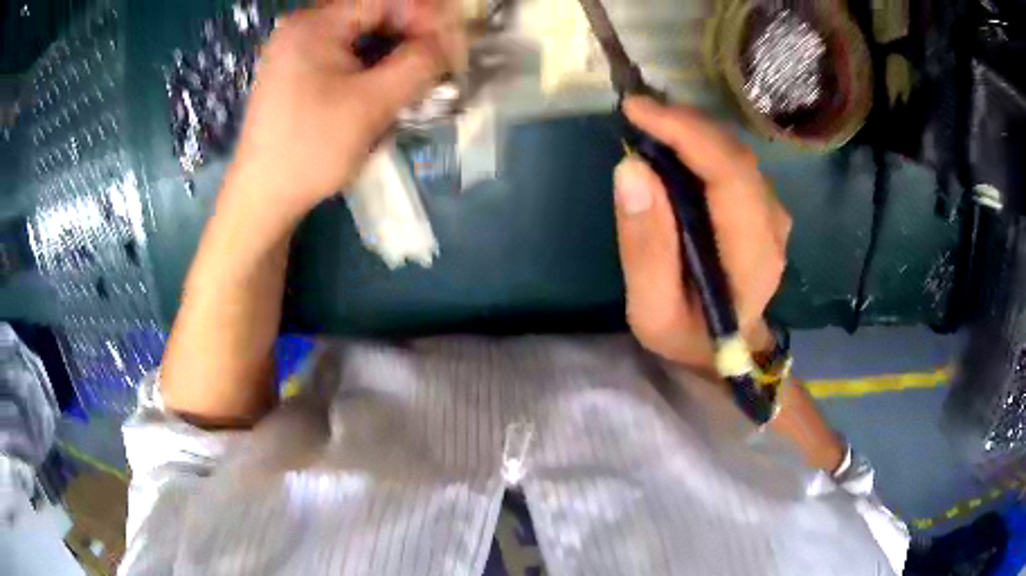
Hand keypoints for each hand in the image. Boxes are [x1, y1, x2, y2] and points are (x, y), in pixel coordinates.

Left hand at [225, 0, 465, 219]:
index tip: (454, 45)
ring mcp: (297, 49)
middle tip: (441, 61)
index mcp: (315, 24)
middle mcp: (303, 26)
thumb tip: (450, 43)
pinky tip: (388, 85)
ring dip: (395, 51)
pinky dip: (372, 65)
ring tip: (420, 76)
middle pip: (373, 14)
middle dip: (412, 34)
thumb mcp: (372, 104)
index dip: (427, 17)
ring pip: (361, 35)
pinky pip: (345, 54)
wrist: (262, 198)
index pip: (386, 0)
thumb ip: (419, 64)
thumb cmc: (311, 149)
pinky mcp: (297, 71)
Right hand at [614, 96, 790, 369]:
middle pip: (734, 155)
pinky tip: (672, 143)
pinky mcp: (763, 205)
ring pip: (734, 152)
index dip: (686, 133)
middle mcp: (773, 226)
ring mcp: (773, 213)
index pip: (730, 176)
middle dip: (684, 123)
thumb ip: (644, 246)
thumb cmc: (689, 335)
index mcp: (753, 258)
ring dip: (691, 129)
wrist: (727, 350)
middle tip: (635, 112)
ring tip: (648, 124)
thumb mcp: (651, 309)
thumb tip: (631, 169)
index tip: (636, 110)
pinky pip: (733, 161)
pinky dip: (700, 142)